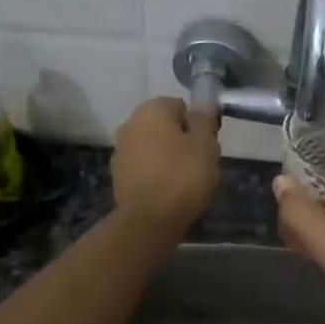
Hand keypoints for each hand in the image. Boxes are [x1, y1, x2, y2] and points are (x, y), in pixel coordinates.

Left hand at [111, 97, 221, 238]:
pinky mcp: (117, 174)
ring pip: (153, 146)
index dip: (197, 125)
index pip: (181, 106)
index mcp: (151, 110)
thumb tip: (203, 103)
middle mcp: (130, 123)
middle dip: (181, 140)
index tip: (207, 145)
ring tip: (184, 181)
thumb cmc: (182, 176)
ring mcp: (120, 150)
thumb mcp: (205, 144)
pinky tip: (167, 191)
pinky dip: (154, 173)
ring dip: (166, 156)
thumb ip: (204, 119)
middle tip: (198, 163)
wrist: (149, 220)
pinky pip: (143, 166)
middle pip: (165, 126)